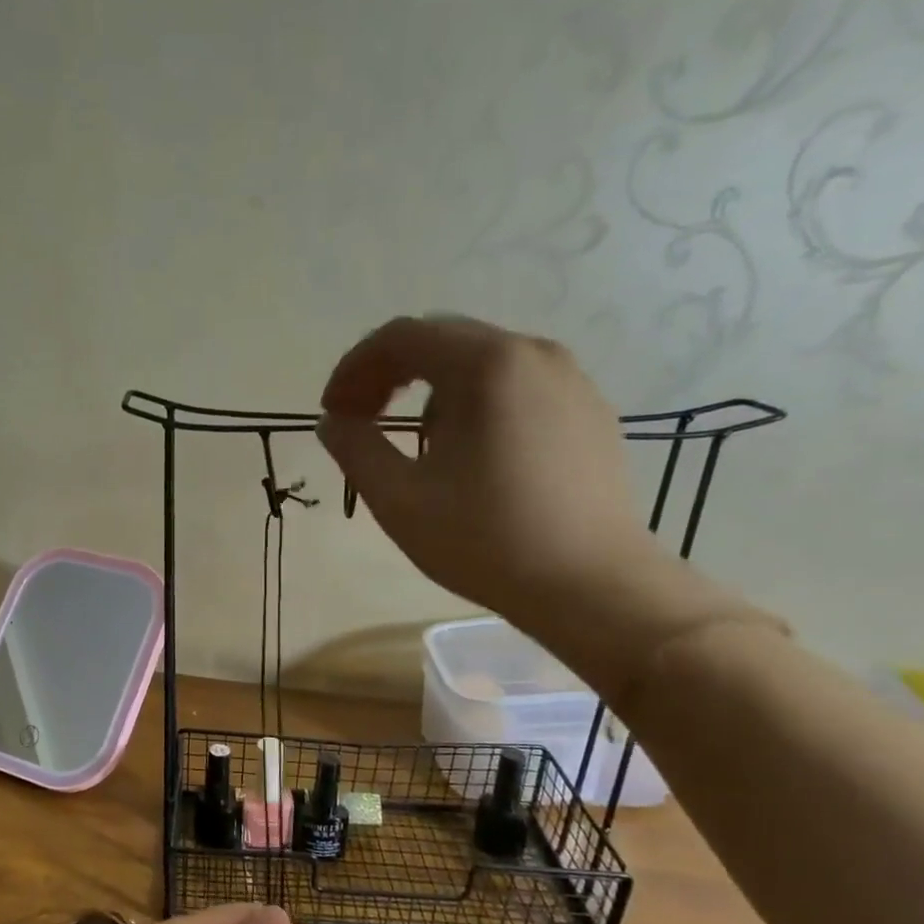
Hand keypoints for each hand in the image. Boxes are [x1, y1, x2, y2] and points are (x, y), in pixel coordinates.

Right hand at [316, 317, 748, 690]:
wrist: (592, 586)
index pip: (401, 336)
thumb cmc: (486, 540)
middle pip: (442, 340)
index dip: (354, 368)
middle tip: (359, 421)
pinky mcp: (588, 412)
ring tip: (413, 445)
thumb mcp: (399, 498)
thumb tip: (333, 421)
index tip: (331, 412)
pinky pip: (516, 387)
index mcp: (487, 365)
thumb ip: (355, 448)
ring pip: (480, 363)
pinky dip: (474, 403)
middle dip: (388, 375)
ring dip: (430, 390)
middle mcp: (533, 354)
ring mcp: (570, 381)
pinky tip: (467, 455)